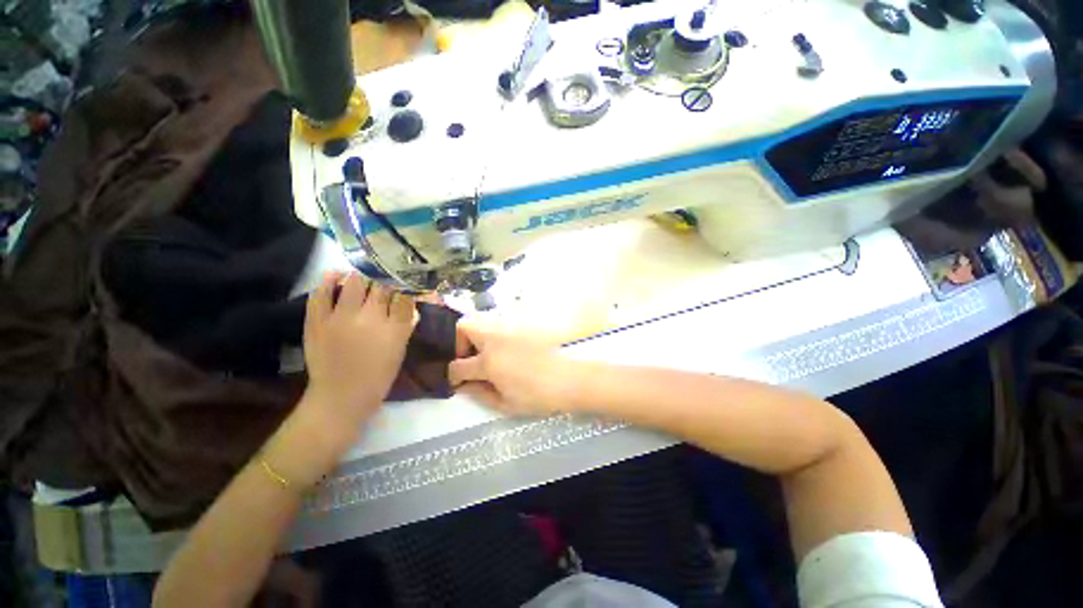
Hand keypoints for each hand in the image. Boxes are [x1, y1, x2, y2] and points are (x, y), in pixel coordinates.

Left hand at [302, 271, 415, 425]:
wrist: (340, 398)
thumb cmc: (378, 377)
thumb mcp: (399, 352)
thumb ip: (406, 327)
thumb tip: (412, 307)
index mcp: (394, 328)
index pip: (403, 296)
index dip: (404, 287)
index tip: (403, 284)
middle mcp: (370, 318)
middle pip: (381, 287)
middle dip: (385, 281)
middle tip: (384, 280)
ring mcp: (341, 318)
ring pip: (354, 283)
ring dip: (361, 277)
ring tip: (362, 275)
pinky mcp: (318, 321)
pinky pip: (322, 294)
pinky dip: (328, 281)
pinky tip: (334, 275)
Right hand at [448, 324, 577, 415]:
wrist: (568, 379)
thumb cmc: (538, 396)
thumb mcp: (505, 404)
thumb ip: (479, 393)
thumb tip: (463, 386)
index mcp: (489, 362)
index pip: (458, 365)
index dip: (452, 375)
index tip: (457, 380)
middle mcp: (495, 339)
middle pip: (463, 326)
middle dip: (457, 342)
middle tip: (468, 358)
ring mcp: (508, 328)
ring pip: (481, 319)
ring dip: (475, 334)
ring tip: (484, 351)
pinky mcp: (521, 324)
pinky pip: (499, 321)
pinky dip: (492, 331)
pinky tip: (501, 346)